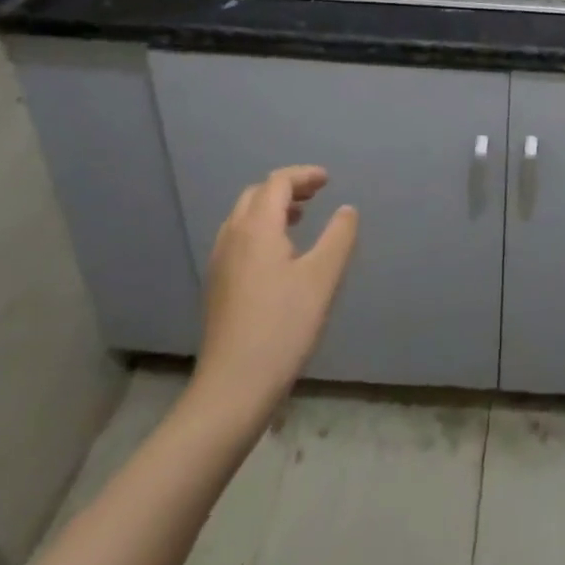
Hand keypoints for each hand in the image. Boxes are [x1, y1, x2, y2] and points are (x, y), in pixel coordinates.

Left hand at [190, 166, 358, 420]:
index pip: (277, 183)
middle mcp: (232, 237)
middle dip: (287, 187)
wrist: (233, 388)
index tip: (328, 180)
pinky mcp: (217, 286)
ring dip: (272, 208)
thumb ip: (339, 236)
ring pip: (244, 217)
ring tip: (301, 219)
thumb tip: (346, 210)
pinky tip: (280, 255)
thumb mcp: (323, 277)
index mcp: (256, 228)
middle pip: (256, 195)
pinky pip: (239, 239)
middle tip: (316, 194)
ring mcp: (220, 263)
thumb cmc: (283, 327)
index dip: (304, 175)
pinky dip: (261, 229)